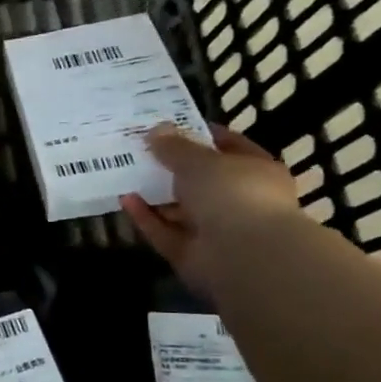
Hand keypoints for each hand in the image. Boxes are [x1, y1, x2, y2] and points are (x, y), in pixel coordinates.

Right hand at [122, 123, 304, 297]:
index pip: (229, 146)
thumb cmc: (232, 194)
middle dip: (171, 167)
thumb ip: (175, 146)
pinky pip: (164, 231)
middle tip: (139, 150)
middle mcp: (239, 200)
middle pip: (201, 180)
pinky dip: (146, 217)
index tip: (169, 125)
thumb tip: (156, 131)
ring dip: (155, 194)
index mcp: (255, 171)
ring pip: (180, 208)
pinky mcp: (191, 253)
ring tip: (125, 174)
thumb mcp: (199, 160)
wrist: (242, 255)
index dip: (200, 135)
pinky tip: (125, 200)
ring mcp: (215, 230)